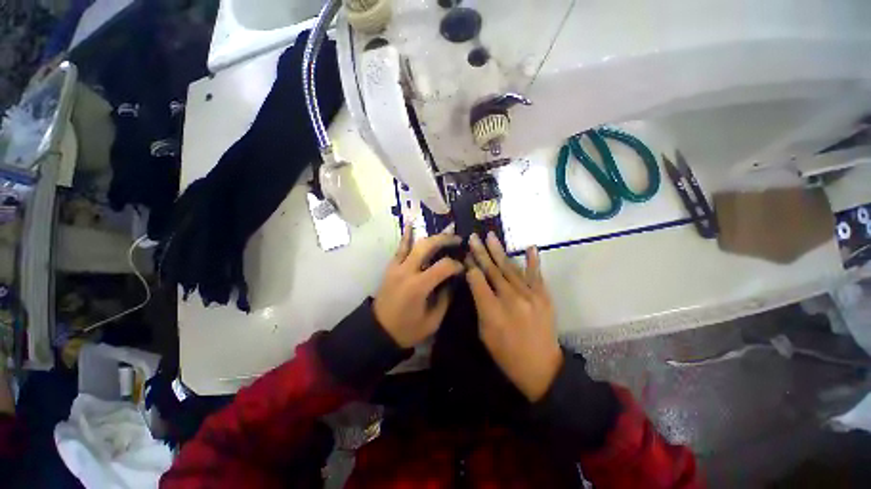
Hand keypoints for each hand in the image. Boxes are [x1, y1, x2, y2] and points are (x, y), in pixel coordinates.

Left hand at [373, 225, 463, 347]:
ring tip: (445, 232)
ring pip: (414, 243)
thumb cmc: (407, 330)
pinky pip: (400, 248)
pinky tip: (411, 224)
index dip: (456, 265)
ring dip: (431, 236)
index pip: (443, 266)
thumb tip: (453, 281)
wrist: (378, 331)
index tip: (463, 268)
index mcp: (419, 286)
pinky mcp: (391, 267)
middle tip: (458, 240)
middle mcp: (407, 271)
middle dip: (445, 240)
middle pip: (427, 246)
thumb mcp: (432, 321)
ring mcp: (396, 267)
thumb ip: (445, 298)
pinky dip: (406, 235)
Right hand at [466, 232, 562, 401]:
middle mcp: (511, 299)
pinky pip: (536, 275)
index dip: (471, 267)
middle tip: (473, 237)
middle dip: (481, 252)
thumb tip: (475, 283)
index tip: (465, 255)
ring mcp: (530, 296)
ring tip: (490, 236)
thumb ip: (480, 305)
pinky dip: (533, 261)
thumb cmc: (506, 353)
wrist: (541, 368)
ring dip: (499, 252)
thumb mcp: (484, 333)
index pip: (478, 281)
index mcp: (492, 311)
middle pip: (492, 271)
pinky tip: (530, 247)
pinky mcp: (543, 297)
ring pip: (510, 269)